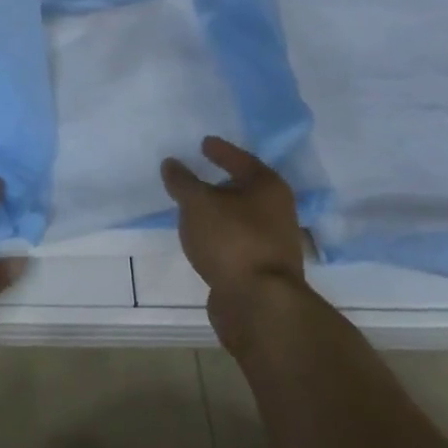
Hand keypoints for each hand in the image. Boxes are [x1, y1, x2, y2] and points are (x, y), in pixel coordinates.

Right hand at [160, 136, 307, 319]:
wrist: (259, 304)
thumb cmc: (232, 240)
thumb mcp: (198, 204)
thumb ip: (182, 182)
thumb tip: (171, 163)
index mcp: (268, 186)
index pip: (241, 159)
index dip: (221, 151)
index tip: (204, 143)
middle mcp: (277, 210)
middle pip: (244, 189)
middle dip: (220, 183)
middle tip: (195, 176)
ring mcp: (271, 242)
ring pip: (239, 218)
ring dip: (218, 212)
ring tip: (192, 209)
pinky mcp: (261, 269)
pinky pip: (235, 241)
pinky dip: (219, 236)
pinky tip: (201, 239)